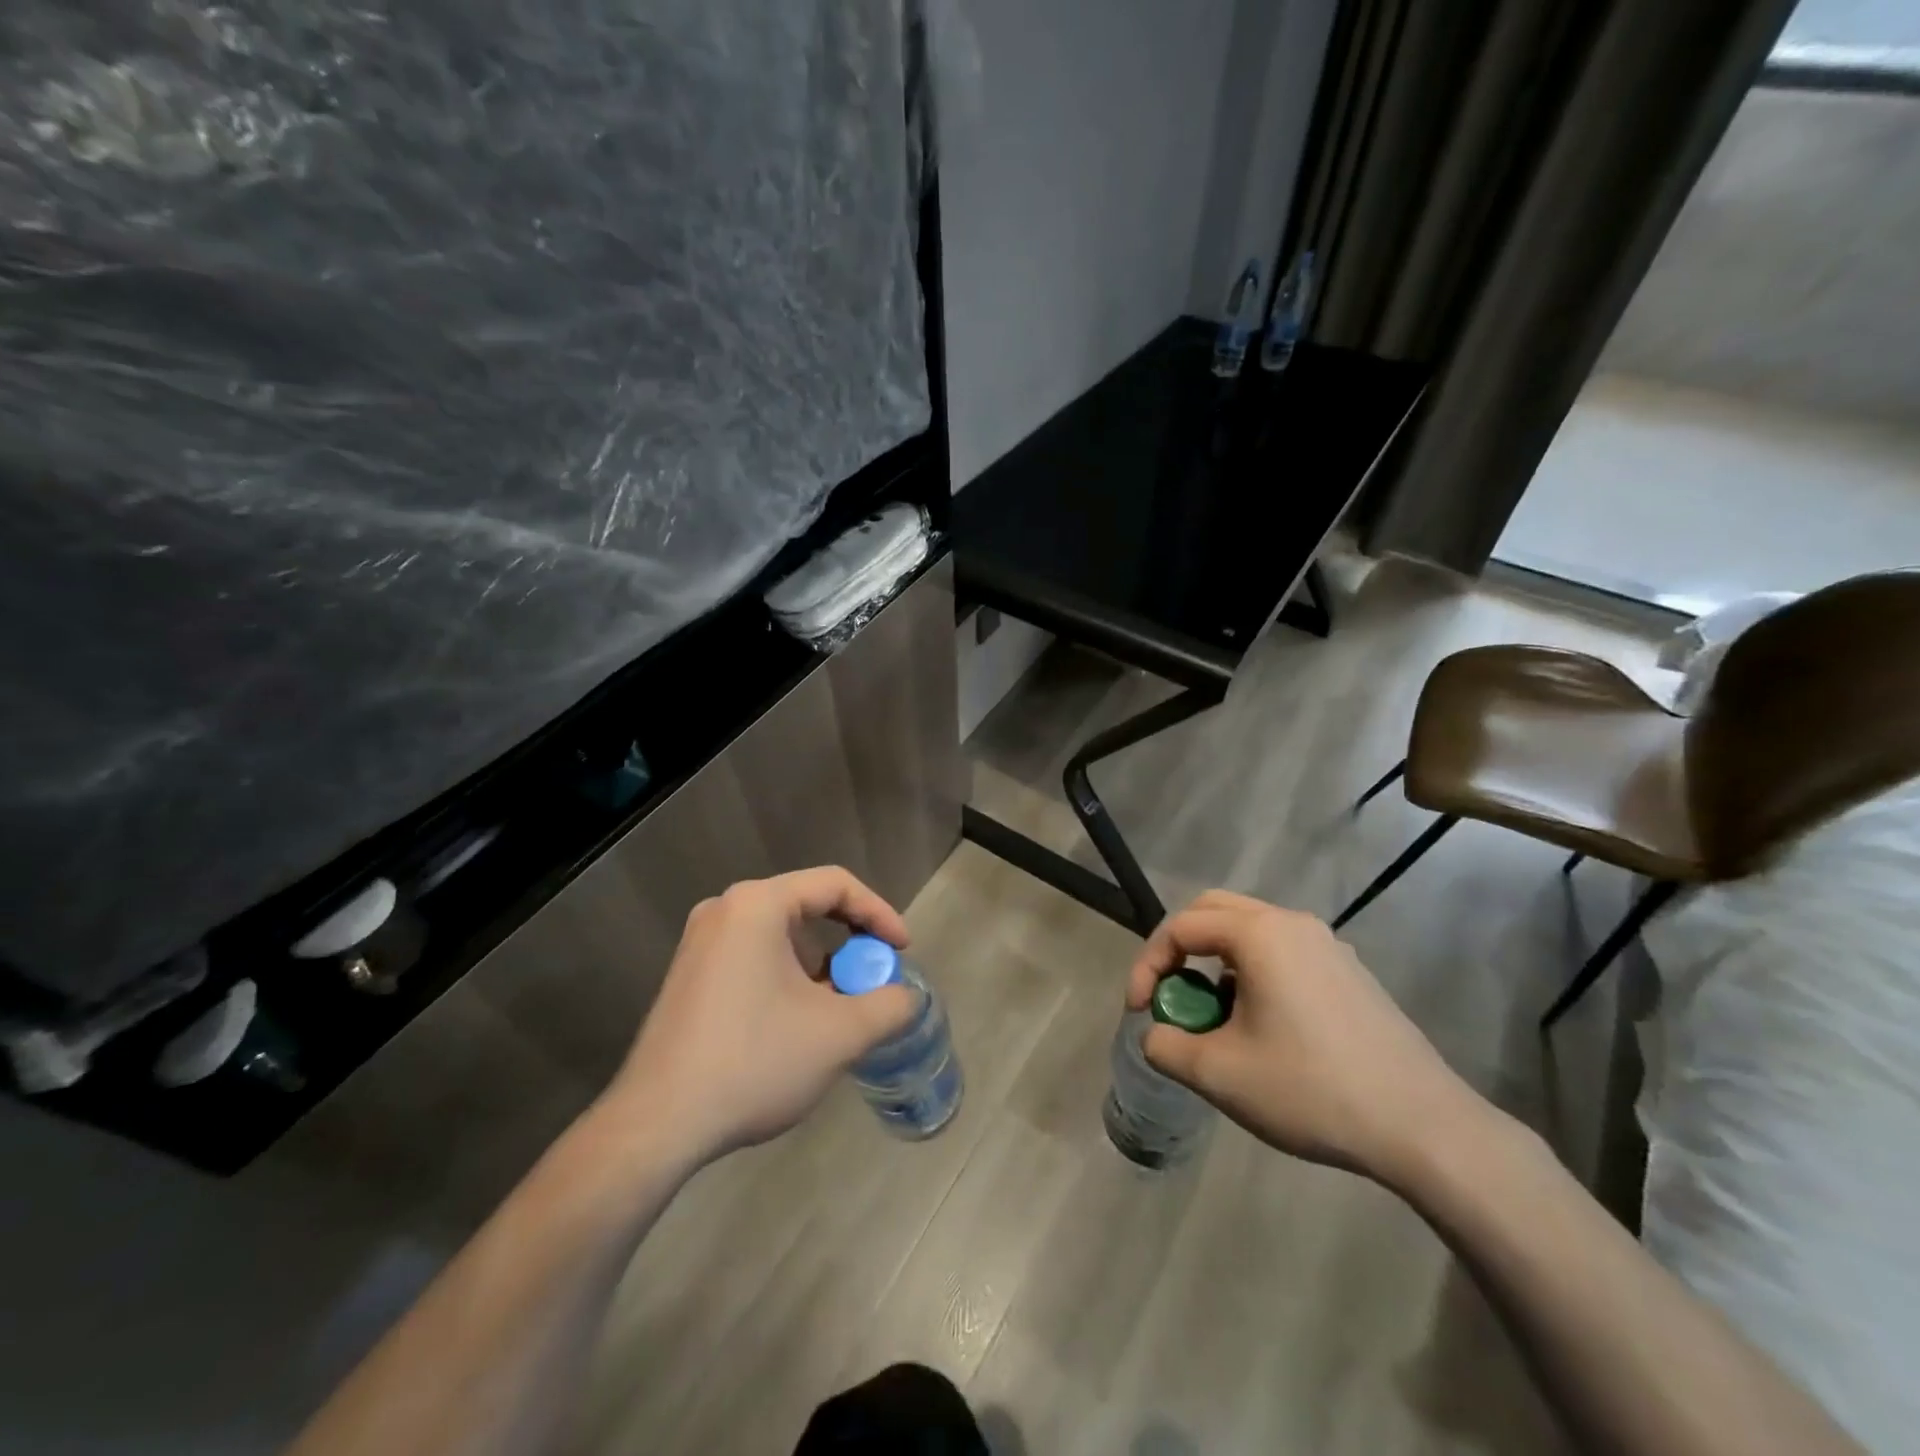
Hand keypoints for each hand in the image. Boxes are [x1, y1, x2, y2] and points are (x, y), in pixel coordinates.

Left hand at [603, 867, 918, 1167]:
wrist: (657, 1126)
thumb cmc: (753, 1063)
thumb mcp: (839, 1035)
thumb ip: (888, 1006)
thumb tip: (905, 998)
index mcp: (758, 905)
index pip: (835, 884)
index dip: (879, 913)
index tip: (902, 951)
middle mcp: (725, 910)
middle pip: (807, 905)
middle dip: (850, 941)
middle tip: (873, 978)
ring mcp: (700, 942)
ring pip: (781, 934)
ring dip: (820, 963)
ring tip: (839, 1007)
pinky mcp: (689, 974)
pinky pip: (754, 955)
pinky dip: (788, 976)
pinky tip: (797, 1022)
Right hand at [1126, 890, 1486, 1187]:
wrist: (1423, 1126)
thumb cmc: (1311, 1089)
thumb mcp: (1220, 1074)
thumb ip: (1167, 1046)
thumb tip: (1155, 1035)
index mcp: (1258, 934)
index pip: (1180, 927)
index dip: (1147, 965)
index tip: (1138, 1011)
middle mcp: (1292, 923)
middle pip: (1213, 911)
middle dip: (1178, 948)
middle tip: (1168, 992)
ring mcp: (1327, 945)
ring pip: (1250, 930)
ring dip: (1215, 959)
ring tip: (1213, 1014)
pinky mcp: (1349, 971)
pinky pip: (1283, 952)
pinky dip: (1252, 970)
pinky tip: (1261, 1024)